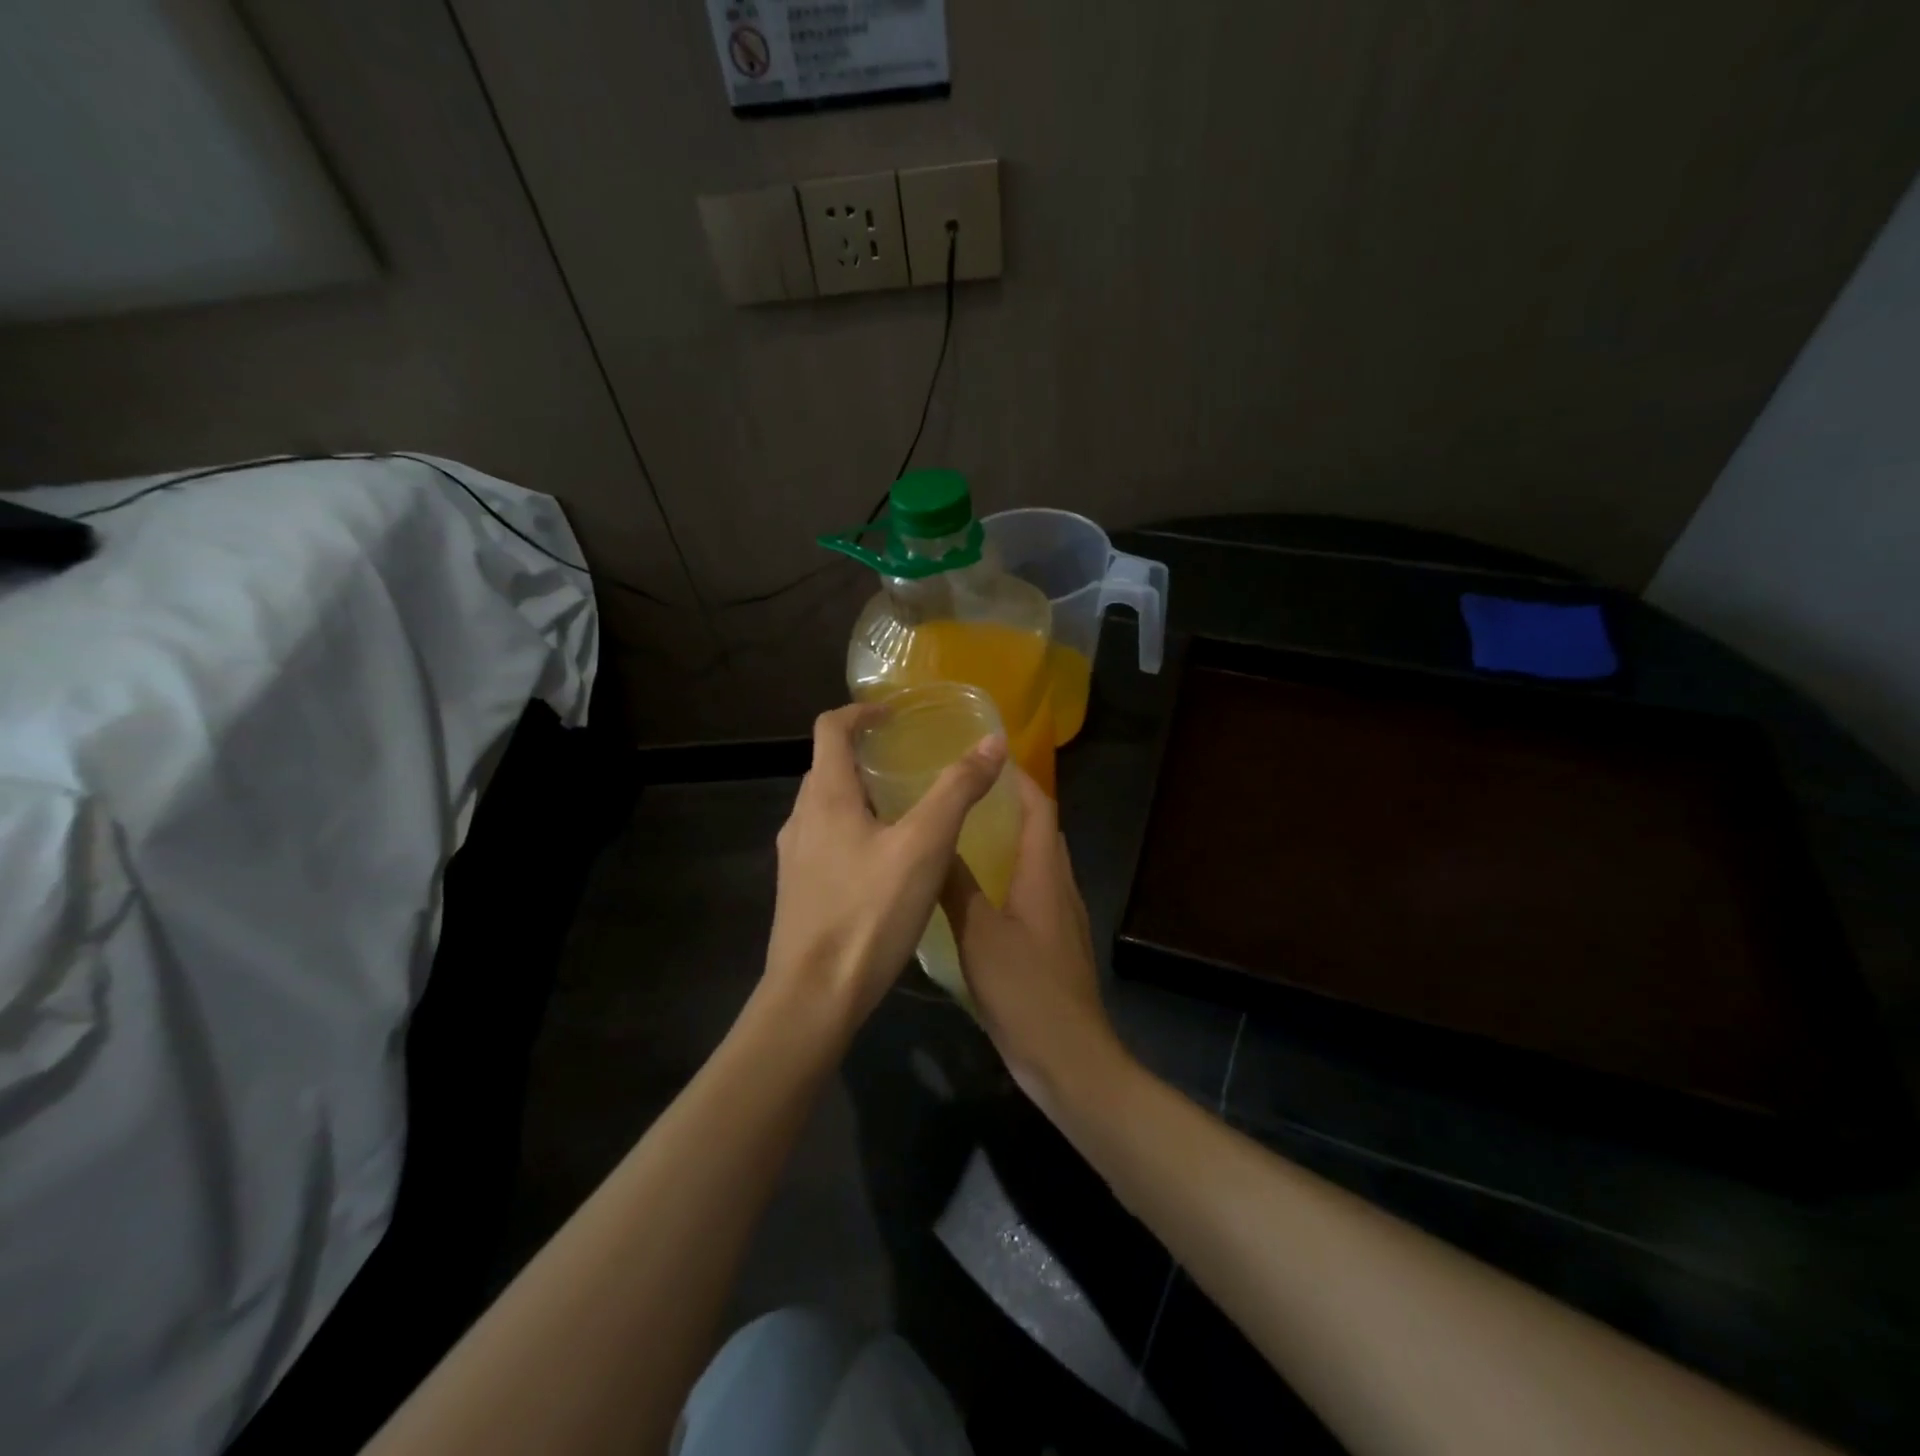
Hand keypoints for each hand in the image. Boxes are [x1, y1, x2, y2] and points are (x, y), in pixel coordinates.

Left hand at [763, 704, 1007, 1031]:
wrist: (814, 998)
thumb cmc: (869, 912)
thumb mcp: (925, 846)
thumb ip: (957, 790)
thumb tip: (992, 742)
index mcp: (824, 796)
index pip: (829, 728)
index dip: (860, 712)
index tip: (893, 714)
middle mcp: (800, 819)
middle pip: (827, 767)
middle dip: (864, 754)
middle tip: (908, 760)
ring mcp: (794, 859)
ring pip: (826, 808)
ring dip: (859, 796)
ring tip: (904, 810)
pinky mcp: (798, 892)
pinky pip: (825, 843)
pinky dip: (853, 831)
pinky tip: (885, 864)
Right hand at [940, 772, 1127, 1108]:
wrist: (1069, 1058)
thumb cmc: (1025, 988)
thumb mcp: (979, 933)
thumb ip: (956, 886)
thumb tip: (932, 841)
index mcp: (1045, 872)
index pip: (1039, 807)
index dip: (1019, 777)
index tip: (987, 755)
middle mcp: (1059, 885)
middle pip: (1040, 830)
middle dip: (1009, 804)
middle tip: (963, 792)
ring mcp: (1060, 916)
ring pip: (1035, 862)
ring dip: (1007, 840)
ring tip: (962, 832)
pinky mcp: (1053, 943)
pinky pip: (1032, 892)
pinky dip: (1007, 877)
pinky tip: (974, 893)